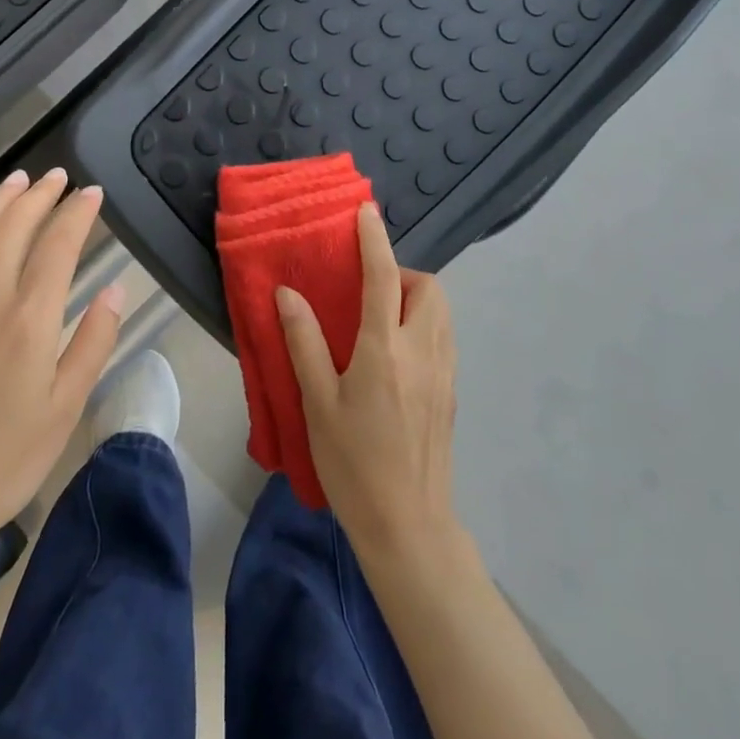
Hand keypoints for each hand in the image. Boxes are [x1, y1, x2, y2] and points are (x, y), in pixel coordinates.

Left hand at [0, 169, 124, 589]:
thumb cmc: (6, 459)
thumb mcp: (66, 408)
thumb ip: (93, 342)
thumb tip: (115, 289)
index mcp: (27, 321)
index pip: (57, 246)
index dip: (77, 213)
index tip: (92, 193)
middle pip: (12, 227)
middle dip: (39, 195)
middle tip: (58, 176)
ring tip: (18, 181)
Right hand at [276, 203, 458, 562]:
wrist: (408, 527)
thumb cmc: (354, 463)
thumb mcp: (318, 403)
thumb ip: (304, 342)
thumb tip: (288, 293)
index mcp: (386, 349)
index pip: (384, 277)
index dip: (374, 239)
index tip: (366, 211)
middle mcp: (423, 351)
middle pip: (430, 288)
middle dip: (404, 272)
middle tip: (370, 288)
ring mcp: (444, 373)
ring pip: (442, 312)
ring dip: (417, 297)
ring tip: (381, 316)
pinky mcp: (451, 393)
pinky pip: (444, 337)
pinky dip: (425, 323)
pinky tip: (397, 352)